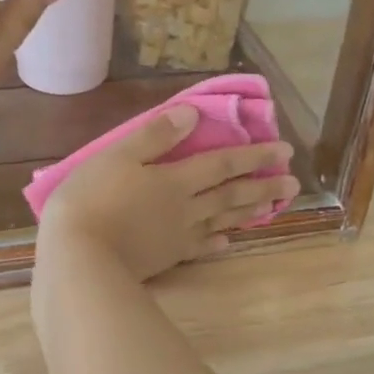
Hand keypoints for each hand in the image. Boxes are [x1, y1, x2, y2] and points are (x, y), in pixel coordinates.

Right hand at [38, 108, 297, 282]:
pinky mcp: (166, 258)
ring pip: (222, 221)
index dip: (253, 156)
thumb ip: (155, 135)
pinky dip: (217, 242)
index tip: (285, 151)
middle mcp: (186, 208)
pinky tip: (227, 242)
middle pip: (231, 195)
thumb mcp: (117, 155)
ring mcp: (178, 236)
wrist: (79, 257)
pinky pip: (200, 248)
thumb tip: (193, 115)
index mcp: (175, 180)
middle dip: (263, 186)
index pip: (222, 164)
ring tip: (275, 208)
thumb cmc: (92, 199)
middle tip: (293, 183)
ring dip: (250, 213)